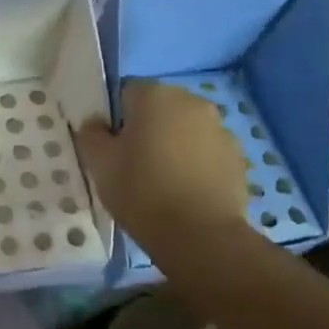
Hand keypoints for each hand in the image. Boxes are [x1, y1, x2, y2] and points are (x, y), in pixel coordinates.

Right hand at [77, 79, 250, 253]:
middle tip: (132, 164)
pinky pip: (206, 152)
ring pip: (185, 130)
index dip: (115, 119)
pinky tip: (184, 192)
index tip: (111, 147)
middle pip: (159, 109)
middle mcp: (192, 102)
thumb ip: (91, 134)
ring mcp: (220, 129)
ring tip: (160, 181)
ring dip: (173, 145)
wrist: (199, 235)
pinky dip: (194, 164)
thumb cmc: (141, 191)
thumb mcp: (99, 163)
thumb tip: (96, 124)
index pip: (125, 93)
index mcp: (155, 95)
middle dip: (146, 128)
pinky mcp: (237, 158)